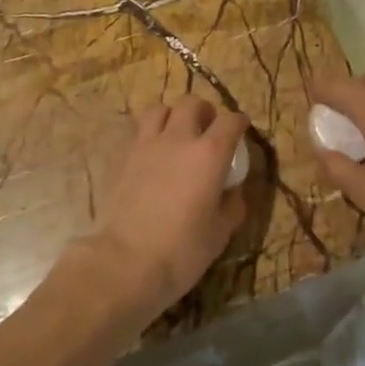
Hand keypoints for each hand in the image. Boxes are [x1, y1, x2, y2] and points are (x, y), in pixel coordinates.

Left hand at [90, 96, 248, 317]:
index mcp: (209, 154)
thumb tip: (232, 190)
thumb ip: (232, 205)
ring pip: (160, 109)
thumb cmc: (181, 250)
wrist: (125, 262)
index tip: (241, 130)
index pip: (230, 121)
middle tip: (208, 129)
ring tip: (177, 134)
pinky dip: (150, 134)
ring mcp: (146, 145)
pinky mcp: (123, 158)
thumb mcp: (220, 233)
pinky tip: (154, 154)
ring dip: (173, 116)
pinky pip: (139, 132)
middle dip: (204, 111)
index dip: (239, 122)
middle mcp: (178, 139)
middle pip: (192, 103)